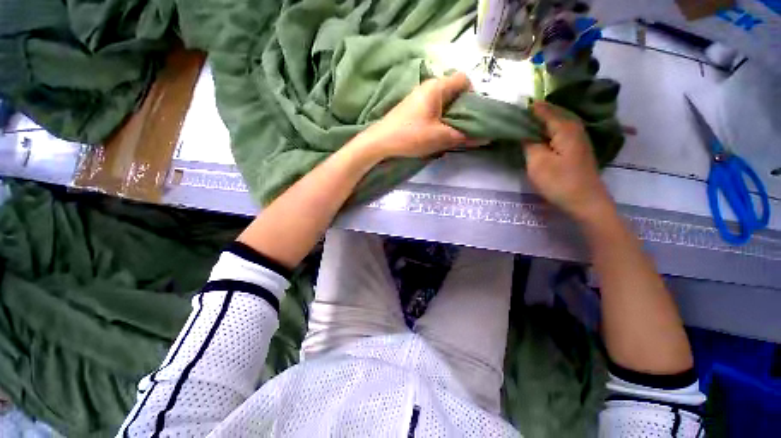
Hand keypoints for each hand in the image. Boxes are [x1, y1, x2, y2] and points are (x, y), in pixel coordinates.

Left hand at [352, 72, 484, 158]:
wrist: (380, 141)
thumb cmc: (412, 135)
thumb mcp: (440, 138)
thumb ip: (464, 137)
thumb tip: (485, 138)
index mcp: (437, 87)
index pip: (464, 79)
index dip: (473, 95)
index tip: (472, 115)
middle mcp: (428, 86)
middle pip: (453, 91)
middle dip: (461, 109)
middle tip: (462, 127)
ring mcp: (417, 96)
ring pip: (442, 101)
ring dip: (449, 116)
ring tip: (448, 132)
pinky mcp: (410, 107)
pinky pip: (431, 108)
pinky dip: (437, 118)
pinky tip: (433, 132)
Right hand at [523, 101, 613, 222]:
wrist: (585, 202)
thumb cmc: (560, 182)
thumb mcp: (537, 162)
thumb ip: (528, 143)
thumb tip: (522, 130)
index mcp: (565, 127)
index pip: (542, 110)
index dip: (525, 109)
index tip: (509, 109)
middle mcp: (574, 127)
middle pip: (550, 114)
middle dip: (532, 114)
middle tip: (512, 117)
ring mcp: (577, 138)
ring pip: (554, 123)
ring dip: (538, 123)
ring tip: (520, 125)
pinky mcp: (575, 148)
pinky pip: (557, 133)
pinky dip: (545, 132)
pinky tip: (535, 137)